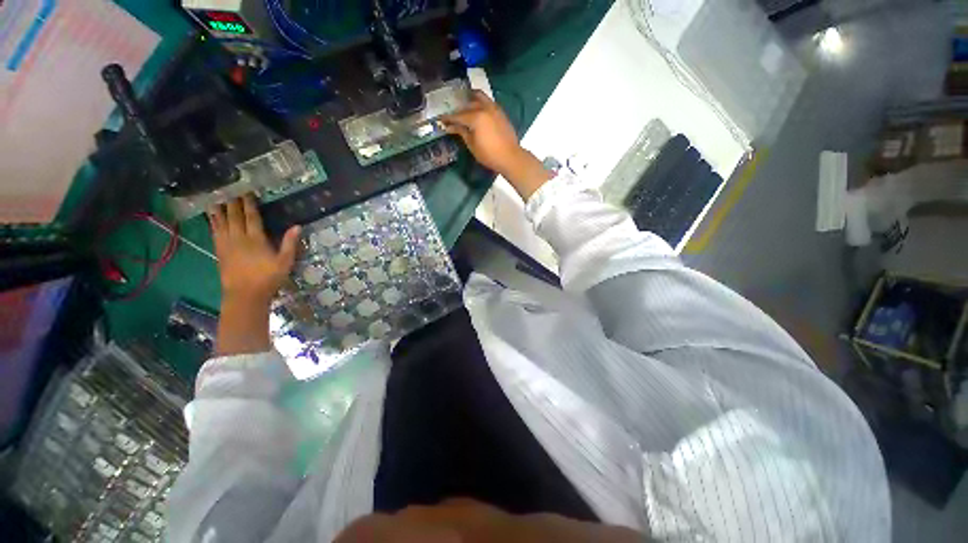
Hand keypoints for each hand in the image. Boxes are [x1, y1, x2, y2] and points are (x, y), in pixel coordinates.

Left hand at [209, 195, 300, 305]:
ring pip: (221, 223)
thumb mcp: (285, 261)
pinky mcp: (219, 251)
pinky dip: (213, 223)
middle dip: (233, 204)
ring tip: (216, 199)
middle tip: (231, 192)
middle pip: (234, 217)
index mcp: (256, 240)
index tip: (247, 193)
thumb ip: (289, 243)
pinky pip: (214, 232)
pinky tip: (212, 218)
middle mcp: (239, 238)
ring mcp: (227, 244)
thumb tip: (297, 226)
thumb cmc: (269, 278)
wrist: (245, 294)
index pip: (252, 218)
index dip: (249, 205)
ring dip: (219, 210)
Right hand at [441, 91, 551, 199]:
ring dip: (470, 98)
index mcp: (476, 117)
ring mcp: (494, 108)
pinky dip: (480, 102)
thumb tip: (450, 127)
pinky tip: (477, 109)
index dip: (448, 118)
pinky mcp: (500, 112)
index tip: (441, 120)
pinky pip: (488, 102)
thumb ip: (461, 132)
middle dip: (458, 108)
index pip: (458, 115)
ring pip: (479, 97)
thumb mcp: (472, 145)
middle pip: (468, 103)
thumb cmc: (489, 154)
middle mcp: (484, 108)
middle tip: (452, 114)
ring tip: (464, 103)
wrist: (510, 157)